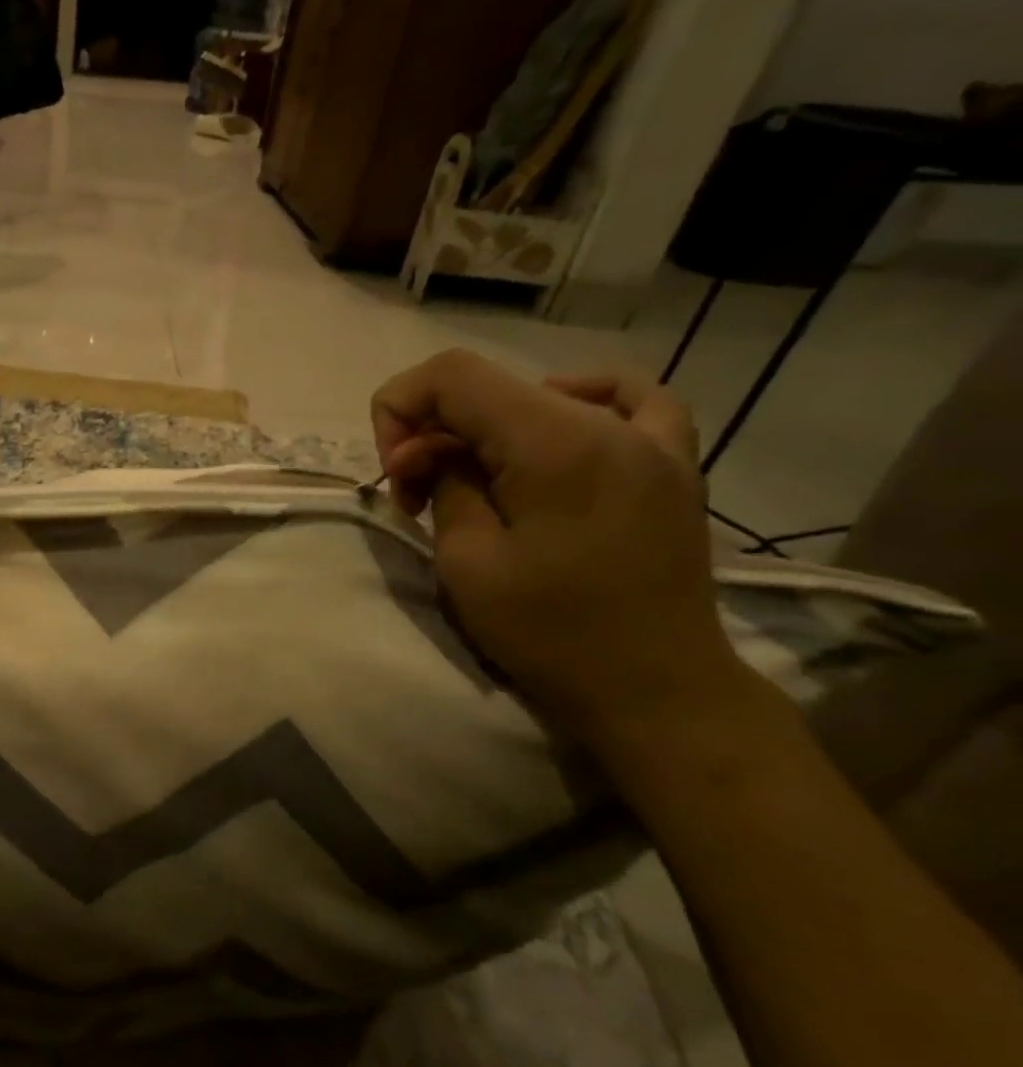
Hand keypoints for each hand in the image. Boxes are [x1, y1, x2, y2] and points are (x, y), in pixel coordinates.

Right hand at [372, 351, 741, 746]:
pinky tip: (562, 424)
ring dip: (485, 427)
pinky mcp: (672, 465)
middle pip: (489, 387)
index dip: (399, 408)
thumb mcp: (467, 561)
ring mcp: (651, 440)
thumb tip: (431, 451)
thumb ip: (444, 484)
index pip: (451, 376)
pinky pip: (629, 400)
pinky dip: (580, 400)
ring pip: (540, 394)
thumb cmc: (551, 633)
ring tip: (476, 476)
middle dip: (433, 432)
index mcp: (553, 442)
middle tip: (418, 496)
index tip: (395, 473)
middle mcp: (606, 423)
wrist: (656, 691)